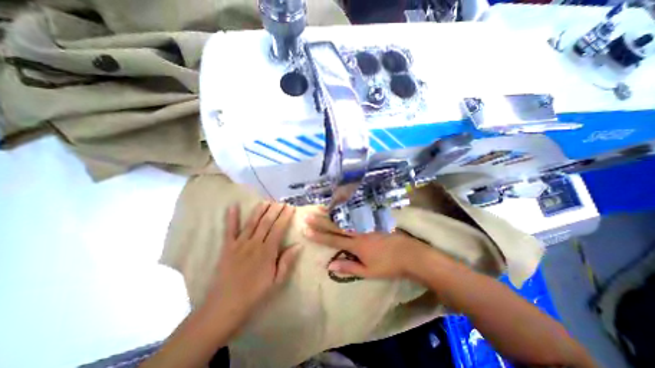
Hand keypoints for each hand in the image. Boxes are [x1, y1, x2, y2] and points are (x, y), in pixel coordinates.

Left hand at [206, 203, 299, 322]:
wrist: (224, 307)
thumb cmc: (255, 295)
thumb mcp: (276, 282)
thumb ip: (287, 262)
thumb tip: (298, 245)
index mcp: (267, 252)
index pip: (279, 229)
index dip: (285, 217)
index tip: (290, 207)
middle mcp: (254, 244)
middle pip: (266, 222)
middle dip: (275, 210)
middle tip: (281, 202)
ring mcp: (239, 244)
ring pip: (252, 222)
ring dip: (259, 210)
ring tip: (266, 201)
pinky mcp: (227, 248)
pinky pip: (229, 230)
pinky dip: (231, 218)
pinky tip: (233, 206)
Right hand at [302, 213, 427, 277]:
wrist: (409, 254)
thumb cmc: (388, 265)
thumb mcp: (368, 272)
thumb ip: (349, 268)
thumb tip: (330, 266)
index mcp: (356, 246)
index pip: (333, 240)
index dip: (319, 236)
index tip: (306, 231)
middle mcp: (358, 232)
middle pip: (335, 225)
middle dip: (320, 221)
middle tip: (307, 216)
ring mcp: (365, 223)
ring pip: (344, 217)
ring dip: (331, 212)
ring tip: (319, 208)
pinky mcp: (372, 218)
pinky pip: (356, 212)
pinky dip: (345, 209)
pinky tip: (339, 205)